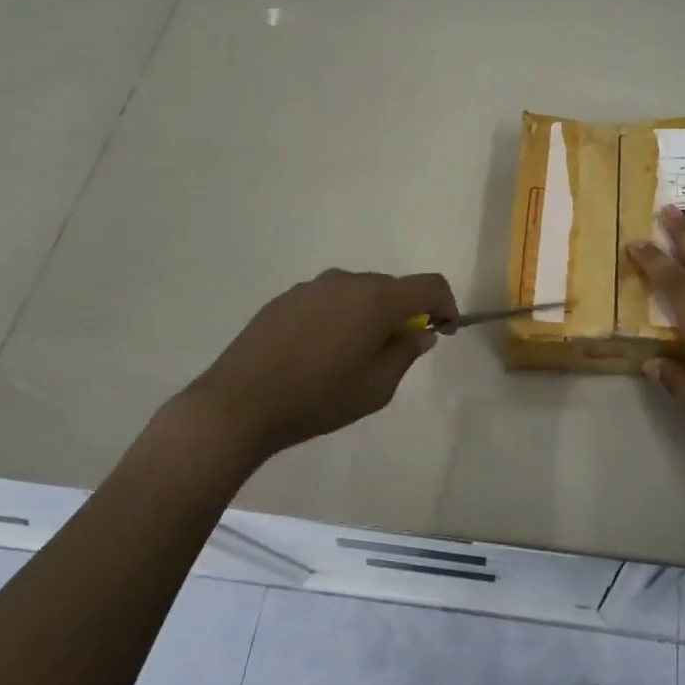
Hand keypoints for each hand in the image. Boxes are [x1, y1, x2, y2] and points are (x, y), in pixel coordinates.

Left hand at [173, 269, 456, 464]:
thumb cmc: (317, 399)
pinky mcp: (286, 297)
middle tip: (395, 351)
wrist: (238, 404)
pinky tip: (318, 351)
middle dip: (404, 313)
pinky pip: (328, 299)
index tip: (443, 331)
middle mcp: (348, 281)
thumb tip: (421, 333)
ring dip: (369, 314)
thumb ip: (405, 354)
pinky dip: (339, 316)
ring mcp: (313, 285)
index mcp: (377, 299)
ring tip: (352, 354)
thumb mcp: (376, 388)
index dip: (446, 304)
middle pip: (393, 287)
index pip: (430, 284)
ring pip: (359, 292)